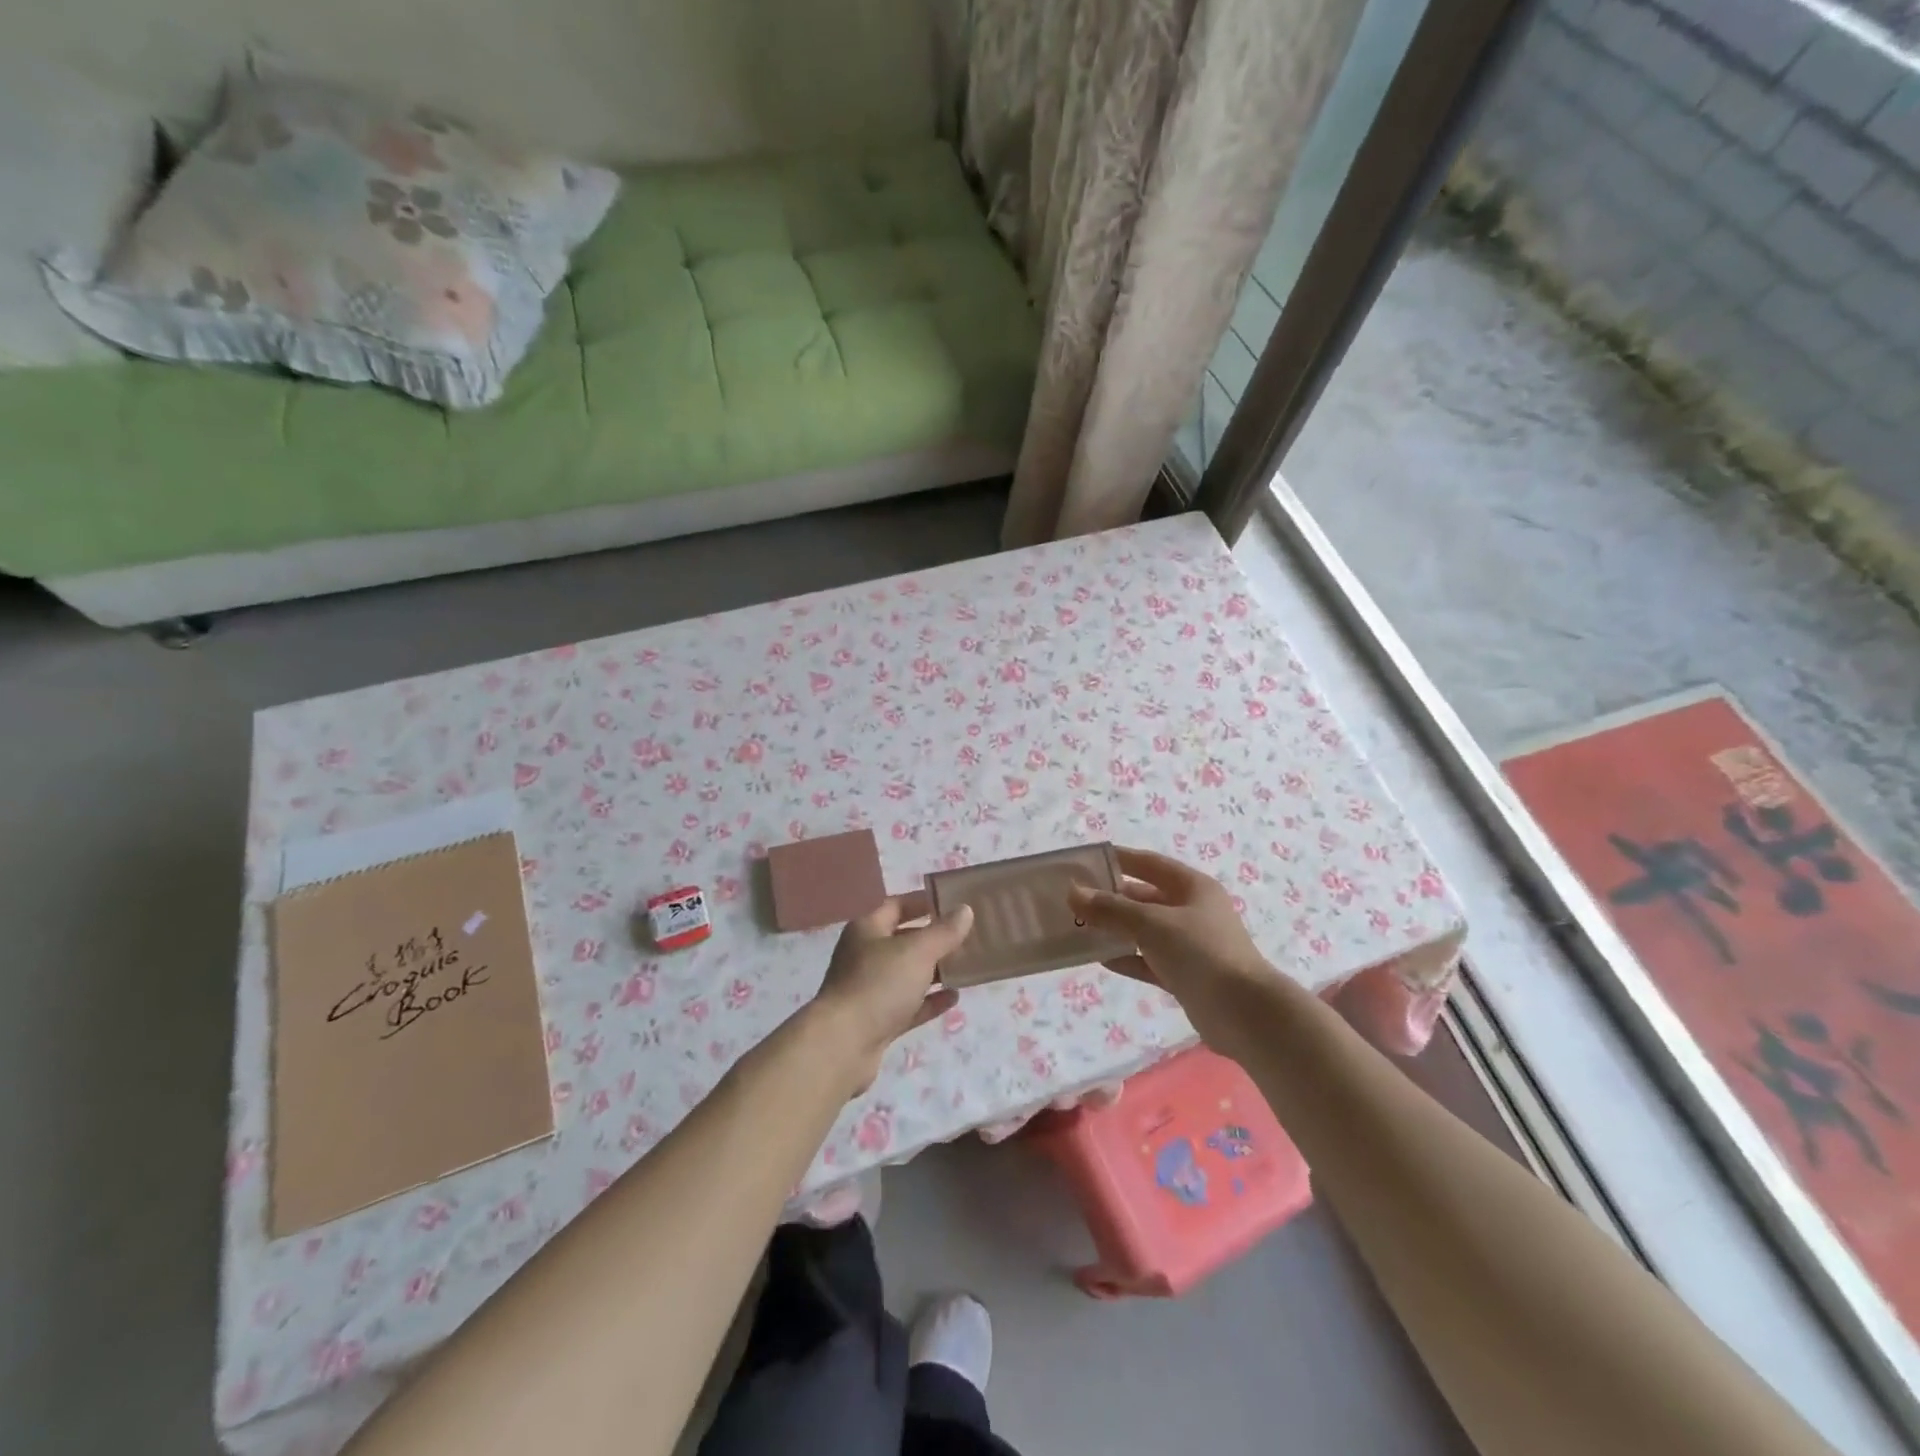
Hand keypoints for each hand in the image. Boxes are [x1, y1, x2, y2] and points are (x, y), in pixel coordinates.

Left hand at [812, 892, 971, 1092]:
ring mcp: (869, 990)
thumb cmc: (878, 984)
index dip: (924, 901)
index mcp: (867, 929)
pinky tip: (954, 998)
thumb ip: (944, 931)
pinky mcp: (877, 1021)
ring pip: (907, 974)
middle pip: (903, 939)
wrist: (843, 1045)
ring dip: (935, 970)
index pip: (897, 905)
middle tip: (967, 935)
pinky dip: (930, 1000)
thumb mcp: (917, 951)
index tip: (954, 902)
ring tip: (967, 965)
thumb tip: (965, 910)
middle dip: (934, 937)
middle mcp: (865, 956)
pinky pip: (909, 1005)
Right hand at [1069, 846, 1276, 1053]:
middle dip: (1111, 898)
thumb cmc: (1200, 952)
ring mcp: (1190, 945)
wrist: (1244, 1014)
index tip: (1086, 861)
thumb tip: (1073, 893)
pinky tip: (1100, 959)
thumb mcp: (1151, 923)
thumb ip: (1111, 909)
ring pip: (1145, 931)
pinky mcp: (1186, 976)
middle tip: (1074, 900)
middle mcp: (1192, 911)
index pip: (1149, 864)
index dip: (1119, 859)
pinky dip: (1127, 958)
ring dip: (1115, 929)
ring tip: (1079, 928)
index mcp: (1192, 887)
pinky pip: (1149, 960)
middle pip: (1145, 897)